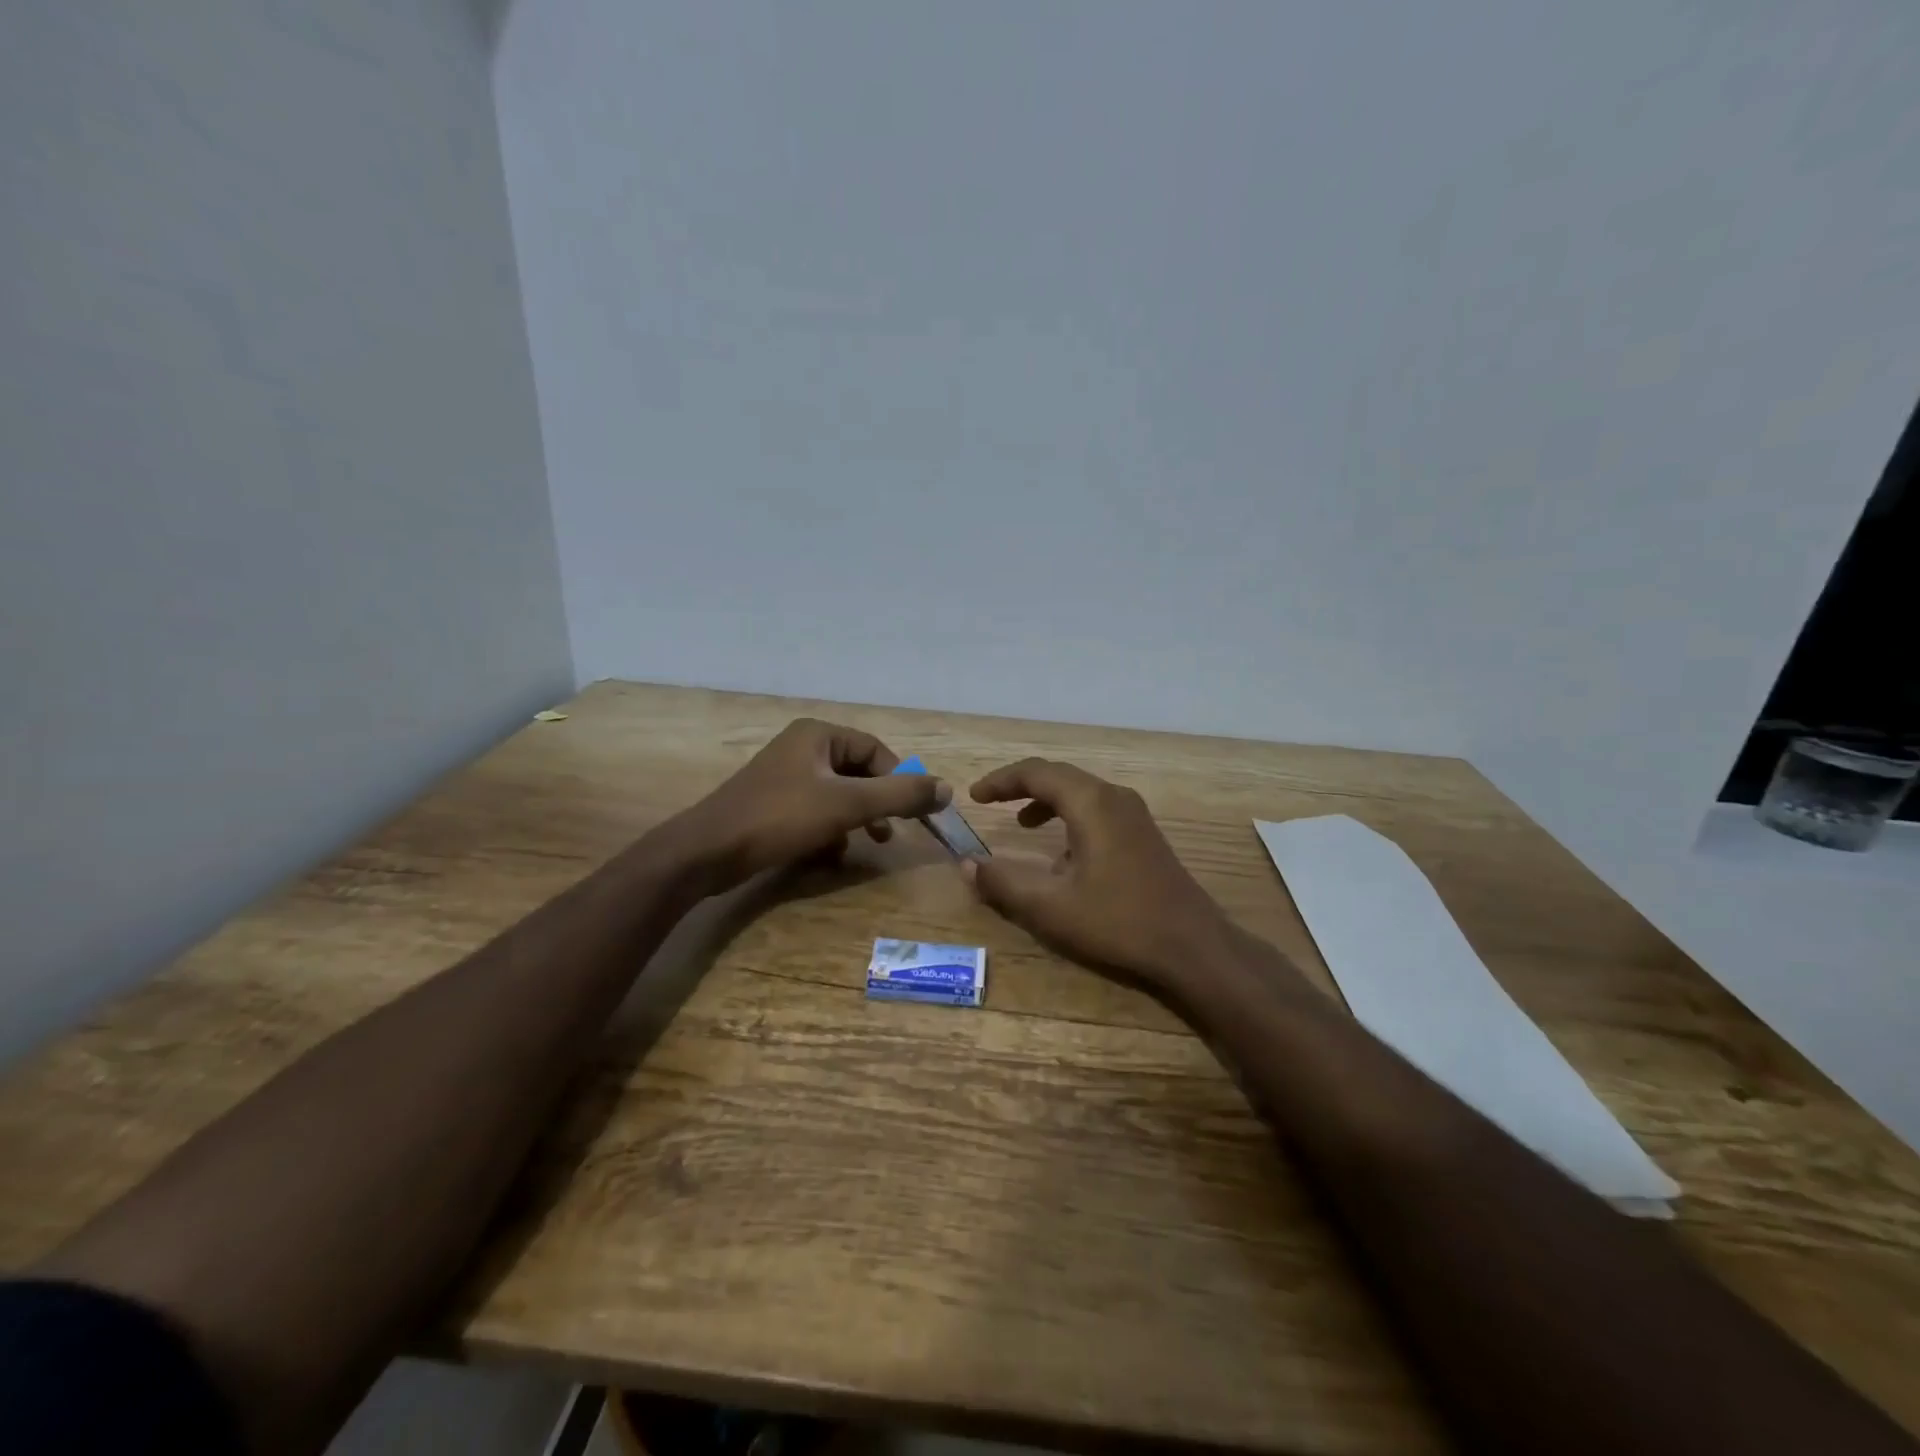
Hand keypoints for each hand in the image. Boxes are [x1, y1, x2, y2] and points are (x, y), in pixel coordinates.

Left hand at [668, 719, 949, 892]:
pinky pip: (815, 811)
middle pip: (858, 772)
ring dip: (856, 819)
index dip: (899, 779)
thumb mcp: (848, 805)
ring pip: (838, 795)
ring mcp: (784, 777)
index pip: (875, 750)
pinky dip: (830, 830)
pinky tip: (830, 854)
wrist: (707, 852)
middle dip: (877, 803)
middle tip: (891, 832)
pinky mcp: (772, 805)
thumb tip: (947, 789)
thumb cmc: (780, 818)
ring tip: (866, 844)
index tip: (913, 812)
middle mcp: (801, 748)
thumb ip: (900, 795)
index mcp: (818, 735)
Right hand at [961, 758, 1236, 992]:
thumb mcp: (1050, 908)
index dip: (1001, 780)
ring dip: (1047, 802)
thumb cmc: (1118, 922)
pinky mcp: (1145, 835)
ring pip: (1081, 793)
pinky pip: (1098, 810)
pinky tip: (1063, 855)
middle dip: (1021, 786)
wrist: (1193, 948)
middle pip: (1059, 776)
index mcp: (1091, 803)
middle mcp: (1114, 798)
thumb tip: (967, 865)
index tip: (974, 796)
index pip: (1037, 772)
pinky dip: (1070, 818)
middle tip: (991, 802)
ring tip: (1021, 825)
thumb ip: (1003, 884)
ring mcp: (1135, 815)